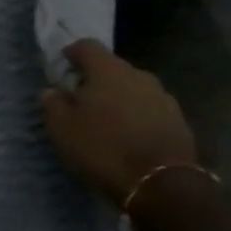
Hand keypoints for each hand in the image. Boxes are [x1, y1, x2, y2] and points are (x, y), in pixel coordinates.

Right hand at [42, 40, 197, 202]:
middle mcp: (138, 75)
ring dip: (118, 99)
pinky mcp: (178, 120)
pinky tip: (129, 137)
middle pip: (112, 68)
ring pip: (132, 89)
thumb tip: (52, 91)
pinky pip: (149, 109)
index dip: (71, 53)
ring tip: (106, 122)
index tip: (61, 68)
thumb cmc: (104, 149)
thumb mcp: (63, 129)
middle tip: (81, 100)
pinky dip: (136, 117)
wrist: (162, 184)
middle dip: (95, 80)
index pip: (86, 46)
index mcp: (108, 70)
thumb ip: (53, 104)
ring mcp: (162, 96)